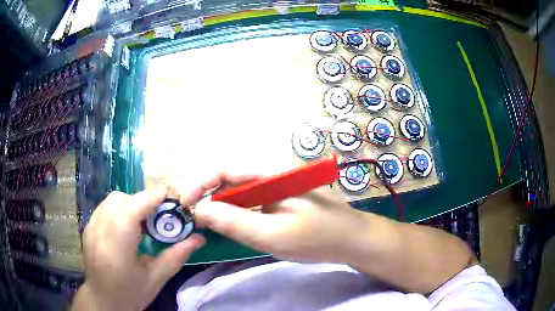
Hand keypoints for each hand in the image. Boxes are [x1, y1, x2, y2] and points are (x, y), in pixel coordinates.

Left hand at [74, 189, 204, 310]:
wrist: (102, 301)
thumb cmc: (130, 292)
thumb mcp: (156, 278)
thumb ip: (177, 255)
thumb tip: (200, 238)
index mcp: (120, 239)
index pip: (137, 204)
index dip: (155, 198)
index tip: (172, 201)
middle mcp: (102, 226)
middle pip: (121, 199)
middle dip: (140, 202)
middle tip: (154, 220)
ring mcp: (91, 226)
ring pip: (110, 201)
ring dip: (128, 206)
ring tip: (139, 226)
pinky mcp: (87, 229)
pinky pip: (103, 209)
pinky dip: (116, 212)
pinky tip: (123, 232)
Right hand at [186, 173, 368, 263]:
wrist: (352, 239)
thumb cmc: (317, 238)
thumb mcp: (271, 235)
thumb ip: (234, 221)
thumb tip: (200, 209)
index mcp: (271, 172)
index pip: (225, 169)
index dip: (200, 183)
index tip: (185, 203)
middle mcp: (273, 171)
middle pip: (231, 178)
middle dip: (210, 196)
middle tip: (197, 218)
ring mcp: (279, 183)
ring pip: (241, 190)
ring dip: (224, 205)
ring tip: (212, 223)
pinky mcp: (283, 196)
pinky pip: (253, 199)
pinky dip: (239, 210)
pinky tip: (235, 224)